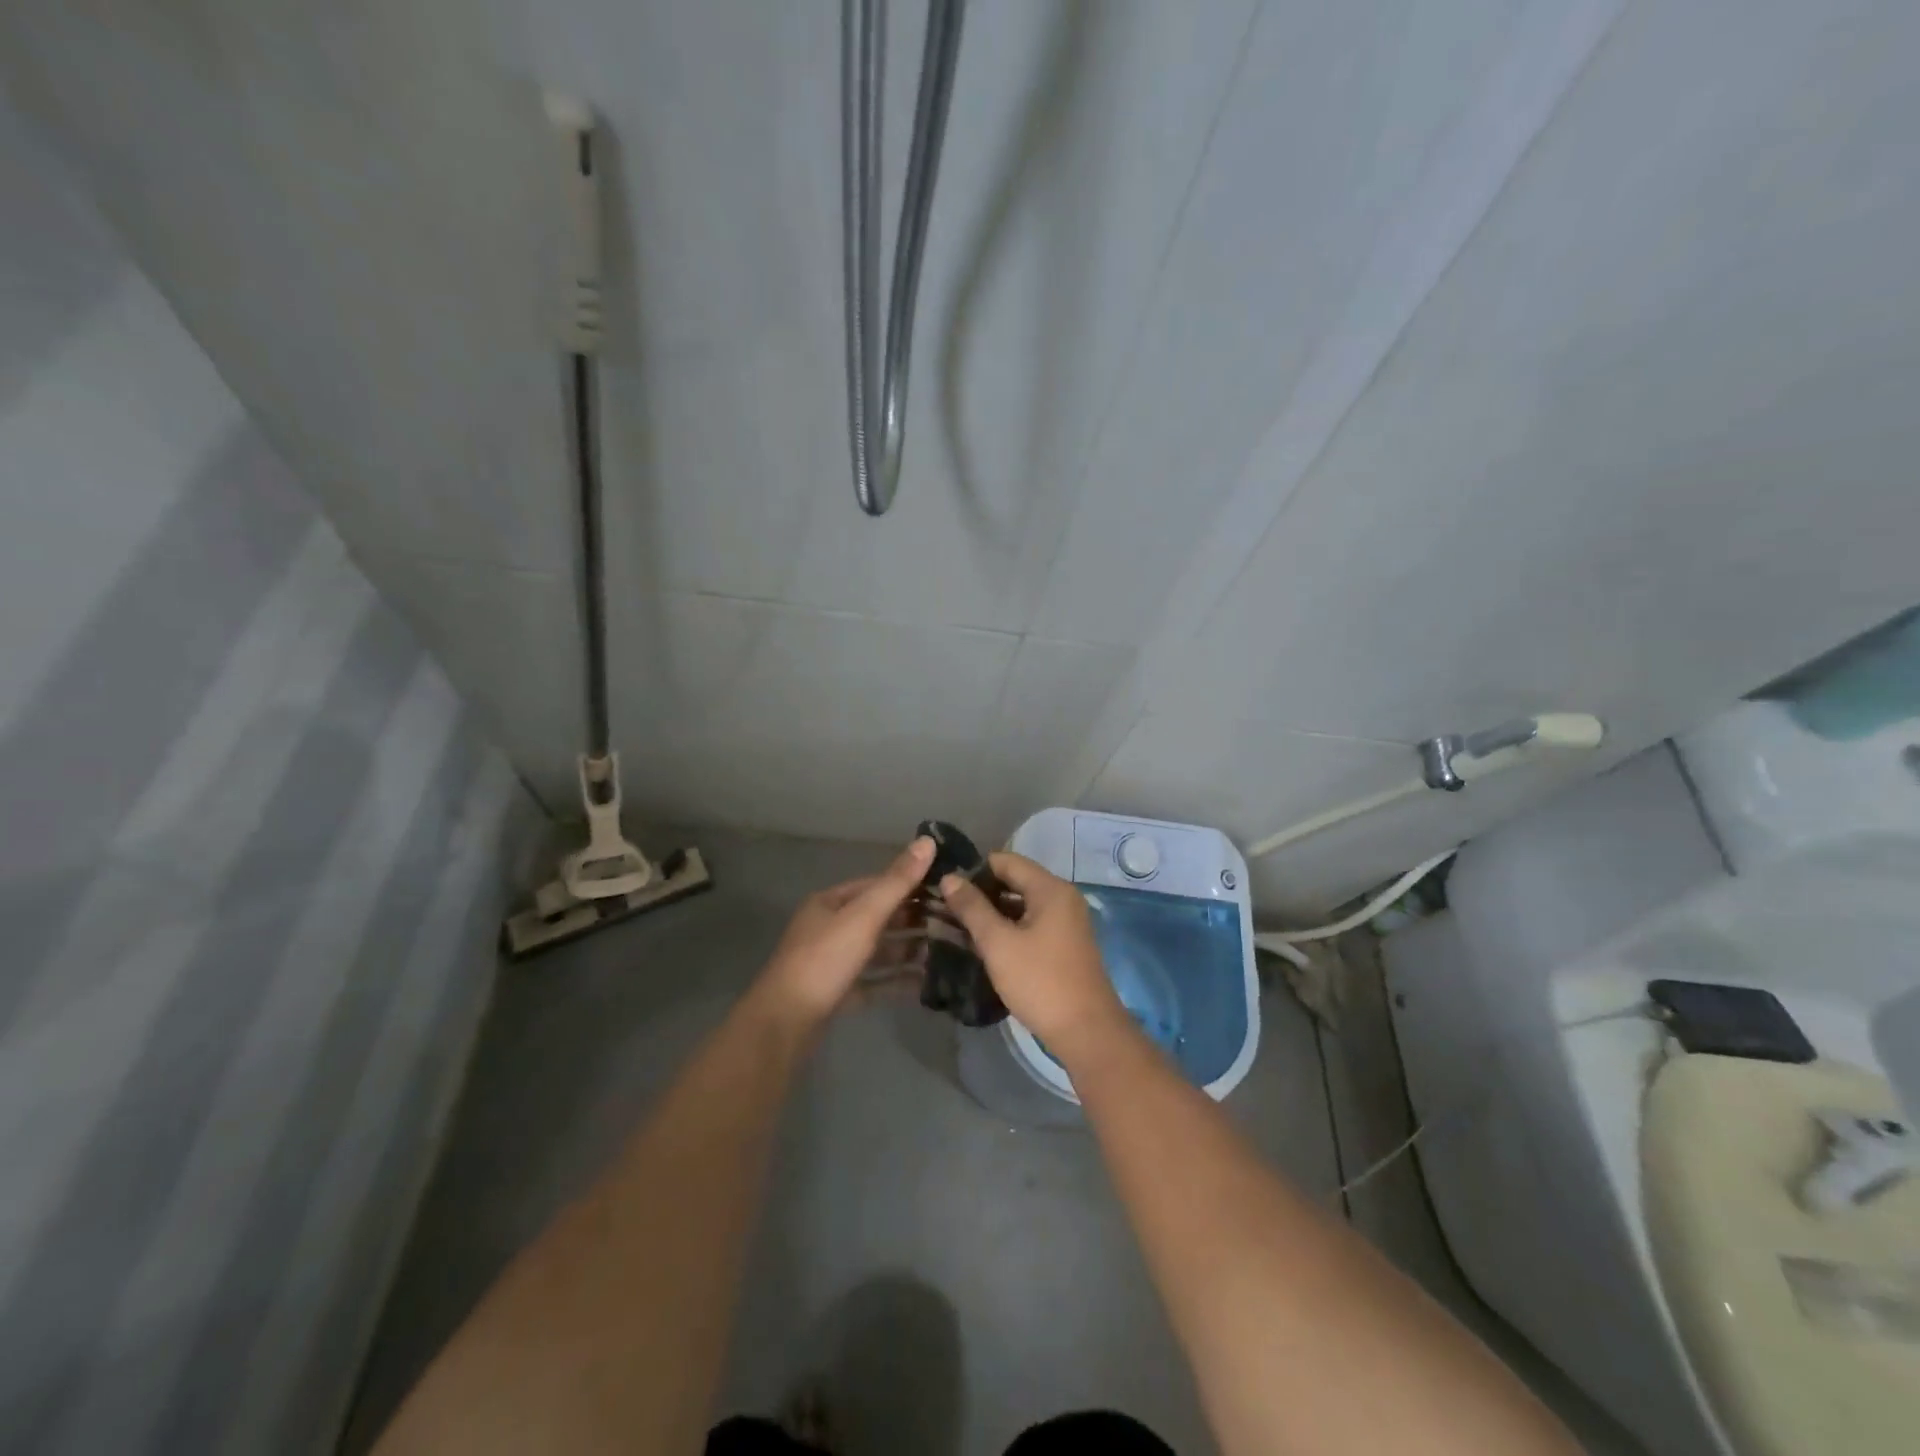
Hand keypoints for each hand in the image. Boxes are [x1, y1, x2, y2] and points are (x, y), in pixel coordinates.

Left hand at [755, 837, 934, 1026]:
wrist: (785, 1023)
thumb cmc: (825, 960)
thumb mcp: (864, 916)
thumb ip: (897, 882)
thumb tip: (927, 840)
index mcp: (831, 903)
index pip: (878, 884)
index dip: (912, 883)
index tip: (948, 887)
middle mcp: (831, 928)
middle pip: (880, 918)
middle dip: (915, 920)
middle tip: (956, 922)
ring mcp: (834, 962)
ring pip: (879, 950)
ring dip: (909, 950)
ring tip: (949, 951)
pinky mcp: (839, 993)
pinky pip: (875, 981)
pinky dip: (897, 980)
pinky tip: (927, 982)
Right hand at [939, 852, 1130, 1057]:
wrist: (1086, 1032)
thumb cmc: (1040, 981)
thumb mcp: (998, 943)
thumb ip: (972, 908)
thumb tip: (949, 878)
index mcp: (1050, 889)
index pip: (1005, 860)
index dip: (974, 869)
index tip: (945, 884)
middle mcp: (1062, 897)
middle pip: (1015, 880)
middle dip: (981, 892)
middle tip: (946, 906)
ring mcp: (1067, 921)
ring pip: (1022, 904)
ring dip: (993, 912)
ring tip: (957, 924)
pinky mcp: (1065, 944)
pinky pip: (1032, 923)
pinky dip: (1009, 927)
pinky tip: (984, 944)